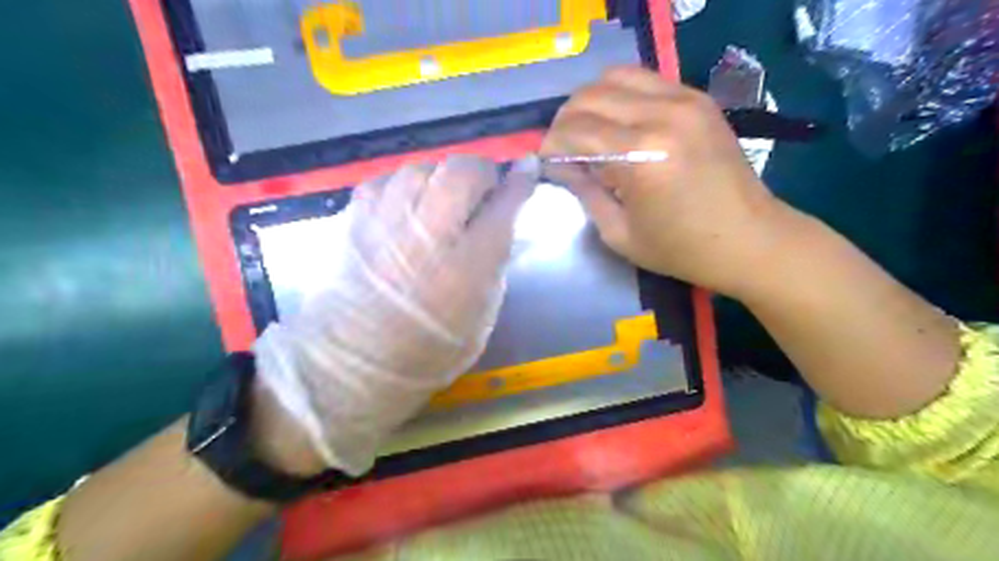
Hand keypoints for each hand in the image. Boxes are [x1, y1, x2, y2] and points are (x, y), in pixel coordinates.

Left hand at [253, 155, 543, 474]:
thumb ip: (496, 263)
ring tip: (443, 200)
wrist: (354, 364)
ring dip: (441, 178)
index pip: (504, 206)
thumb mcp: (482, 315)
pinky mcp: (355, 220)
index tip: (527, 170)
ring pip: (423, 168)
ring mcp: (387, 223)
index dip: (520, 182)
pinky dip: (405, 186)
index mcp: (468, 267)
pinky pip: (387, 180)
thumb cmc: (429, 350)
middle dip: (481, 172)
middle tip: (483, 189)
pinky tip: (409, 206)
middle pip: (462, 172)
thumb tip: (503, 221)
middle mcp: (429, 236)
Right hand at [546, 65, 788, 295]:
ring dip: (591, 102)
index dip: (551, 145)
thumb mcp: (619, 234)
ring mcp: (684, 100)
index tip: (547, 162)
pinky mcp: (698, 99)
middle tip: (564, 148)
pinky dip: (621, 96)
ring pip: (615, 77)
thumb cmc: (681, 249)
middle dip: (565, 121)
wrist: (750, 239)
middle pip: (590, 96)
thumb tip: (562, 165)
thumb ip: (585, 192)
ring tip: (589, 131)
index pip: (575, 129)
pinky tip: (620, 123)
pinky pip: (644, 80)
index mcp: (641, 156)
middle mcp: (662, 116)